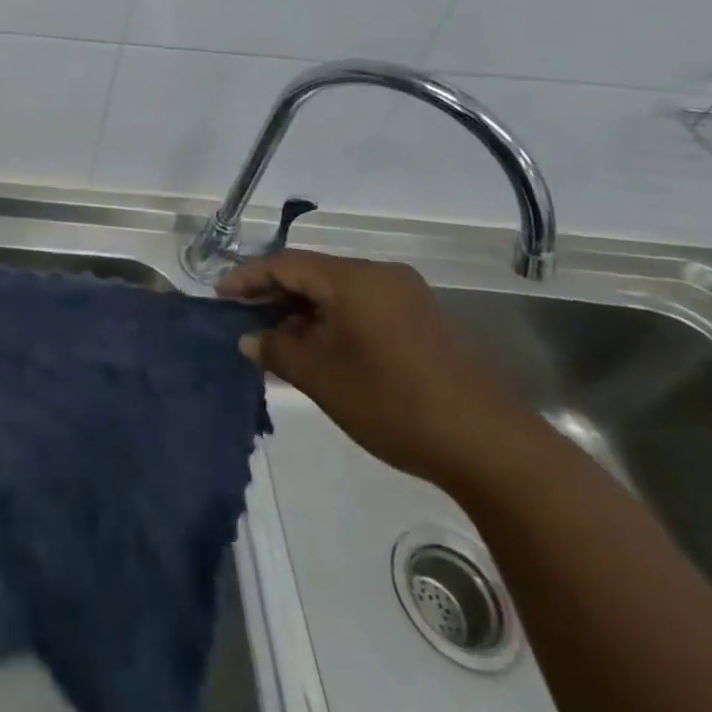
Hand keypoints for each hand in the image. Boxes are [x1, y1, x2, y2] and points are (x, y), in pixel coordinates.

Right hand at [218, 250, 534, 489]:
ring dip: (305, 311)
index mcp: (353, 278)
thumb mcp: (321, 377)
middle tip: (244, 317)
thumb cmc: (393, 402)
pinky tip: (321, 350)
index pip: (286, 264)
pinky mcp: (424, 322)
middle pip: (313, 273)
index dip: (248, 278)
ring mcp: (407, 297)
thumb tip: (248, 338)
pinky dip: (334, 321)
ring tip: (278, 339)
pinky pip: (364, 308)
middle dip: (275, 294)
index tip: (220, 296)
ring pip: (339, 292)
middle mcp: (380, 275)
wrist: (491, 447)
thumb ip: (276, 349)